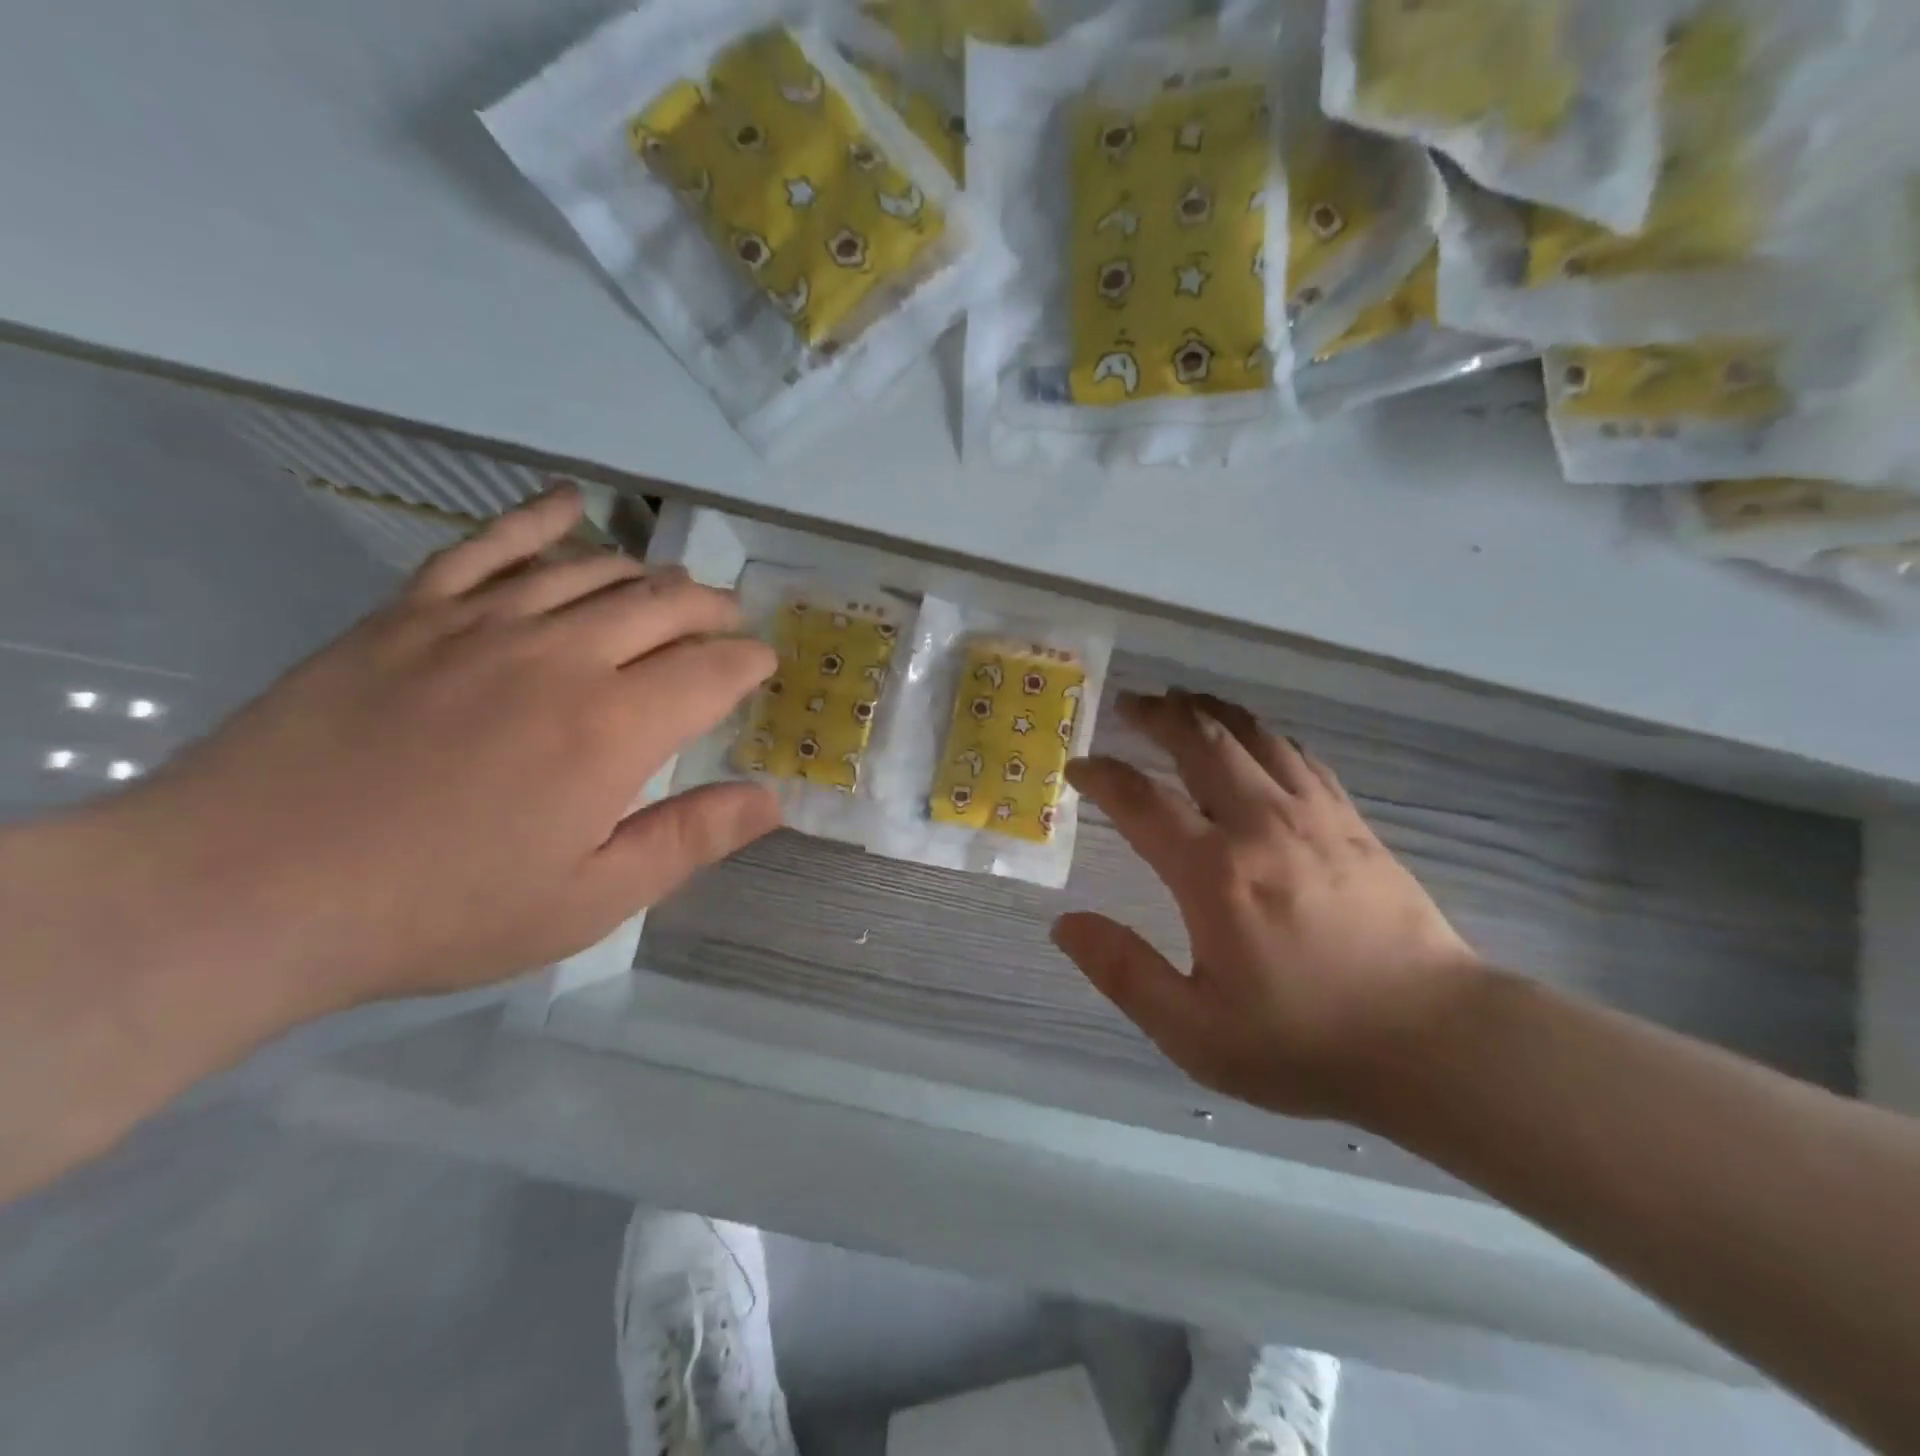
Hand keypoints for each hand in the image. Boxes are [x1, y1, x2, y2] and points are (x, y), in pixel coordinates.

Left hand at [110, 483, 778, 1015]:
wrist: (243, 894)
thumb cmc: (439, 911)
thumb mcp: (590, 900)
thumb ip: (690, 840)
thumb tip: (771, 799)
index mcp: (612, 729)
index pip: (711, 670)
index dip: (748, 663)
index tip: (763, 665)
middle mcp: (560, 656)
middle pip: (662, 605)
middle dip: (712, 609)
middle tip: (730, 622)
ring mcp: (479, 625)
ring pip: (591, 570)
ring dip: (648, 573)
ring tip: (672, 585)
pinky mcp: (409, 614)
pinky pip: (487, 546)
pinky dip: (537, 518)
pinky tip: (571, 503)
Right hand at [1054, 691, 1484, 1122]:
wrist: (1437, 1042)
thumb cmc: (1305, 1041)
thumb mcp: (1195, 1031)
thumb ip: (1123, 972)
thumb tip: (1064, 923)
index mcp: (1215, 873)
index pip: (1142, 801)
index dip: (1103, 776)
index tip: (1079, 767)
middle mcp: (1261, 826)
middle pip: (1202, 743)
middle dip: (1159, 716)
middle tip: (1130, 704)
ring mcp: (1314, 817)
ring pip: (1254, 737)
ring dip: (1210, 711)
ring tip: (1182, 699)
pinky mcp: (1353, 824)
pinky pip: (1300, 756)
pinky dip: (1265, 735)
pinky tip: (1255, 736)